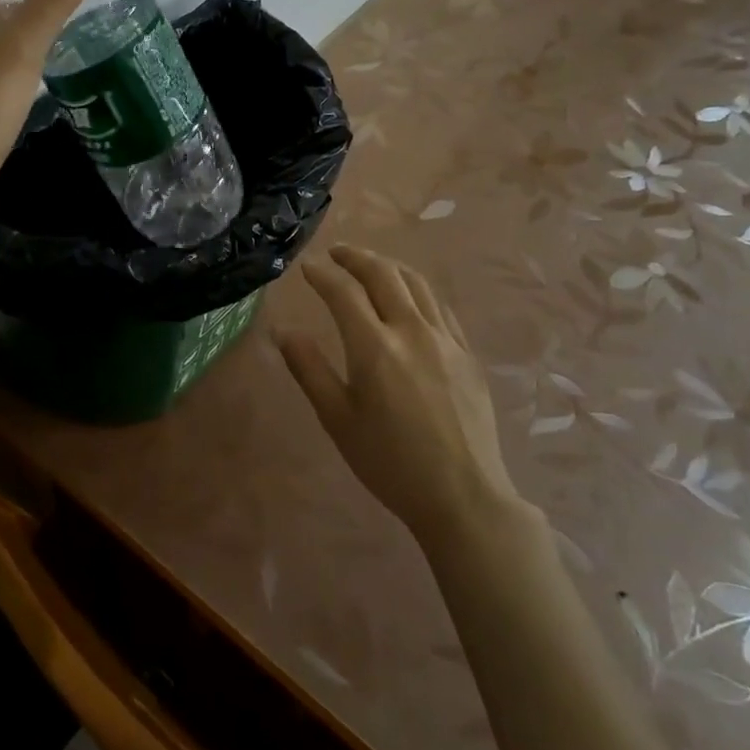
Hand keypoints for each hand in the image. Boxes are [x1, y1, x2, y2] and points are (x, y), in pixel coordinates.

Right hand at [275, 246, 534, 544]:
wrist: (463, 495)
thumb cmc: (390, 462)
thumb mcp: (338, 419)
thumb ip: (309, 369)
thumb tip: (282, 330)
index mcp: (375, 347)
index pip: (344, 292)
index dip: (322, 274)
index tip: (306, 268)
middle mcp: (412, 331)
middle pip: (383, 274)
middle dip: (356, 257)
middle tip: (336, 254)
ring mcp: (445, 339)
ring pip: (416, 283)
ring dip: (388, 265)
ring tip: (369, 264)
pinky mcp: (467, 354)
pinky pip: (440, 306)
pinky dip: (417, 289)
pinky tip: (409, 297)